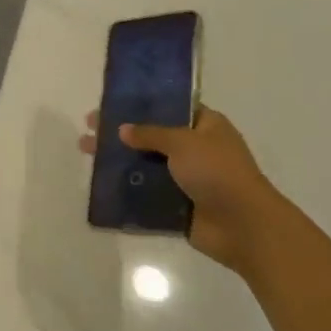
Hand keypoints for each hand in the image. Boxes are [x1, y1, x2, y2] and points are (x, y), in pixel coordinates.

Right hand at [79, 106, 281, 272]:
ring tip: (86, 153)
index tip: (111, 102)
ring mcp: (187, 178)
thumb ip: (150, 134)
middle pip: (152, 136)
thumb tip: (122, 130)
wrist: (244, 227)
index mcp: (205, 126)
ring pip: (146, 164)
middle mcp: (196, 149)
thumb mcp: (183, 142)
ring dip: (119, 160)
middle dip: (121, 132)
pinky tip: (100, 182)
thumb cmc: (218, 172)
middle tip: (90, 128)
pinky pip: (147, 193)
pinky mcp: (178, 205)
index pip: (169, 108)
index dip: (141, 104)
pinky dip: (127, 189)